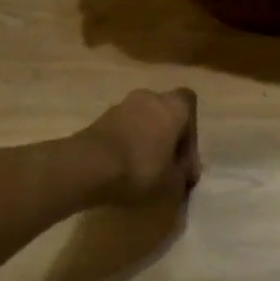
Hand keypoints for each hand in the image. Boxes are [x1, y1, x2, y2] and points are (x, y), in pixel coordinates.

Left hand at [85, 88, 201, 201]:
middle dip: (167, 136)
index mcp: (173, 106)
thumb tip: (183, 173)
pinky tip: (124, 168)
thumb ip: (182, 175)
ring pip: (142, 120)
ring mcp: (121, 105)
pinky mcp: (100, 119)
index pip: (189, 104)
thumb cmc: (140, 168)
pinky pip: (122, 129)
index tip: (184, 159)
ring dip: (145, 139)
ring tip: (143, 170)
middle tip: (166, 165)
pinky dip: (126, 144)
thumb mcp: (173, 183)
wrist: (88, 166)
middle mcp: (149, 97)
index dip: (191, 132)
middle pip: (164, 112)